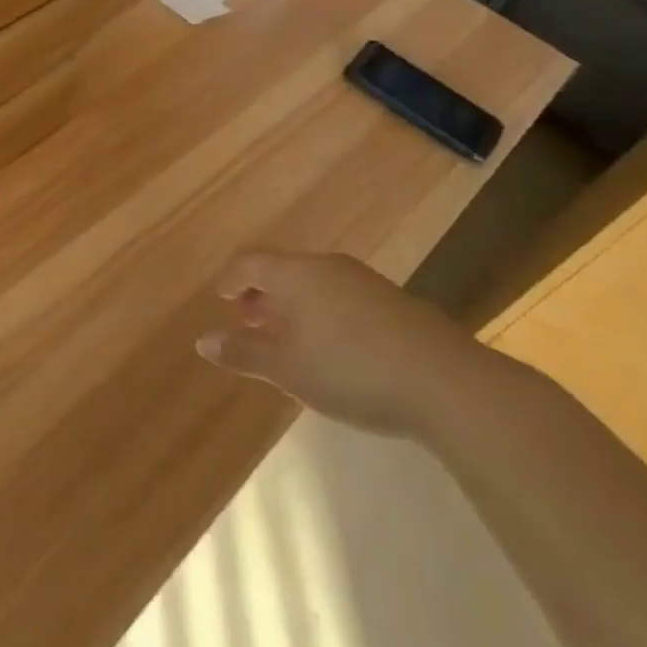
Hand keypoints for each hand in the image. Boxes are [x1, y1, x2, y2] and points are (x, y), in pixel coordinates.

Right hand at [196, 251, 490, 437]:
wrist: (445, 383)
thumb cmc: (349, 370)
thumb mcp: (287, 368)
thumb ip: (243, 352)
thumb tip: (202, 341)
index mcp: (294, 274)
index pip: (250, 264)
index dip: (232, 279)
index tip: (221, 296)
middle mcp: (326, 266)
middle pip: (284, 271)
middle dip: (263, 295)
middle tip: (250, 319)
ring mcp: (364, 281)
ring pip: (316, 285)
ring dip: (295, 305)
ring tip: (289, 336)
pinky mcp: (395, 302)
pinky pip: (344, 298)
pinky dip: (326, 314)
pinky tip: (334, 346)